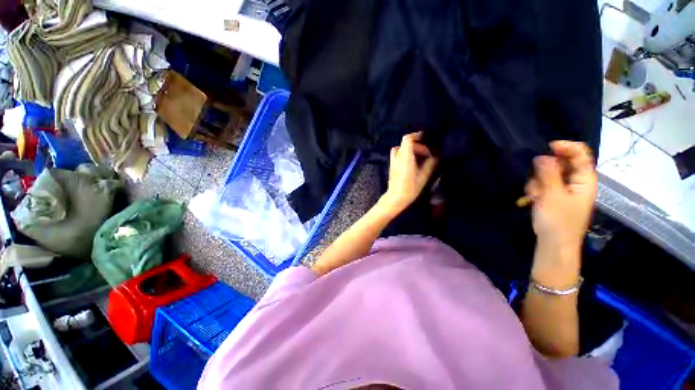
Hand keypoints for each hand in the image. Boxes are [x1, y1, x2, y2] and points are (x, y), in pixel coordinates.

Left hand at [381, 132, 437, 214]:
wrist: (396, 197)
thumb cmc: (411, 186)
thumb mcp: (425, 174)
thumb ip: (431, 162)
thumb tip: (436, 155)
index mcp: (404, 155)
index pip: (408, 139)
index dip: (416, 135)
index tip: (425, 137)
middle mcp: (397, 156)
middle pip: (406, 144)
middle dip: (417, 145)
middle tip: (427, 152)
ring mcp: (393, 161)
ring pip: (401, 150)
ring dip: (410, 150)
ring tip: (420, 156)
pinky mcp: (392, 167)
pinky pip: (398, 155)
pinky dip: (405, 155)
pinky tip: (412, 162)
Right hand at [525, 141, 596, 252]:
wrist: (554, 244)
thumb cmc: (557, 220)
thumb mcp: (552, 195)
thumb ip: (548, 174)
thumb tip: (542, 155)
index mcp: (584, 180)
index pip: (580, 154)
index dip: (566, 147)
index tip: (546, 147)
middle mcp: (577, 182)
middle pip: (561, 164)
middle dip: (544, 171)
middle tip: (535, 182)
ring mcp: (565, 190)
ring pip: (549, 175)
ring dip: (537, 182)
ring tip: (533, 195)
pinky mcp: (555, 196)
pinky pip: (544, 185)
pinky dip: (536, 189)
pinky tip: (530, 198)